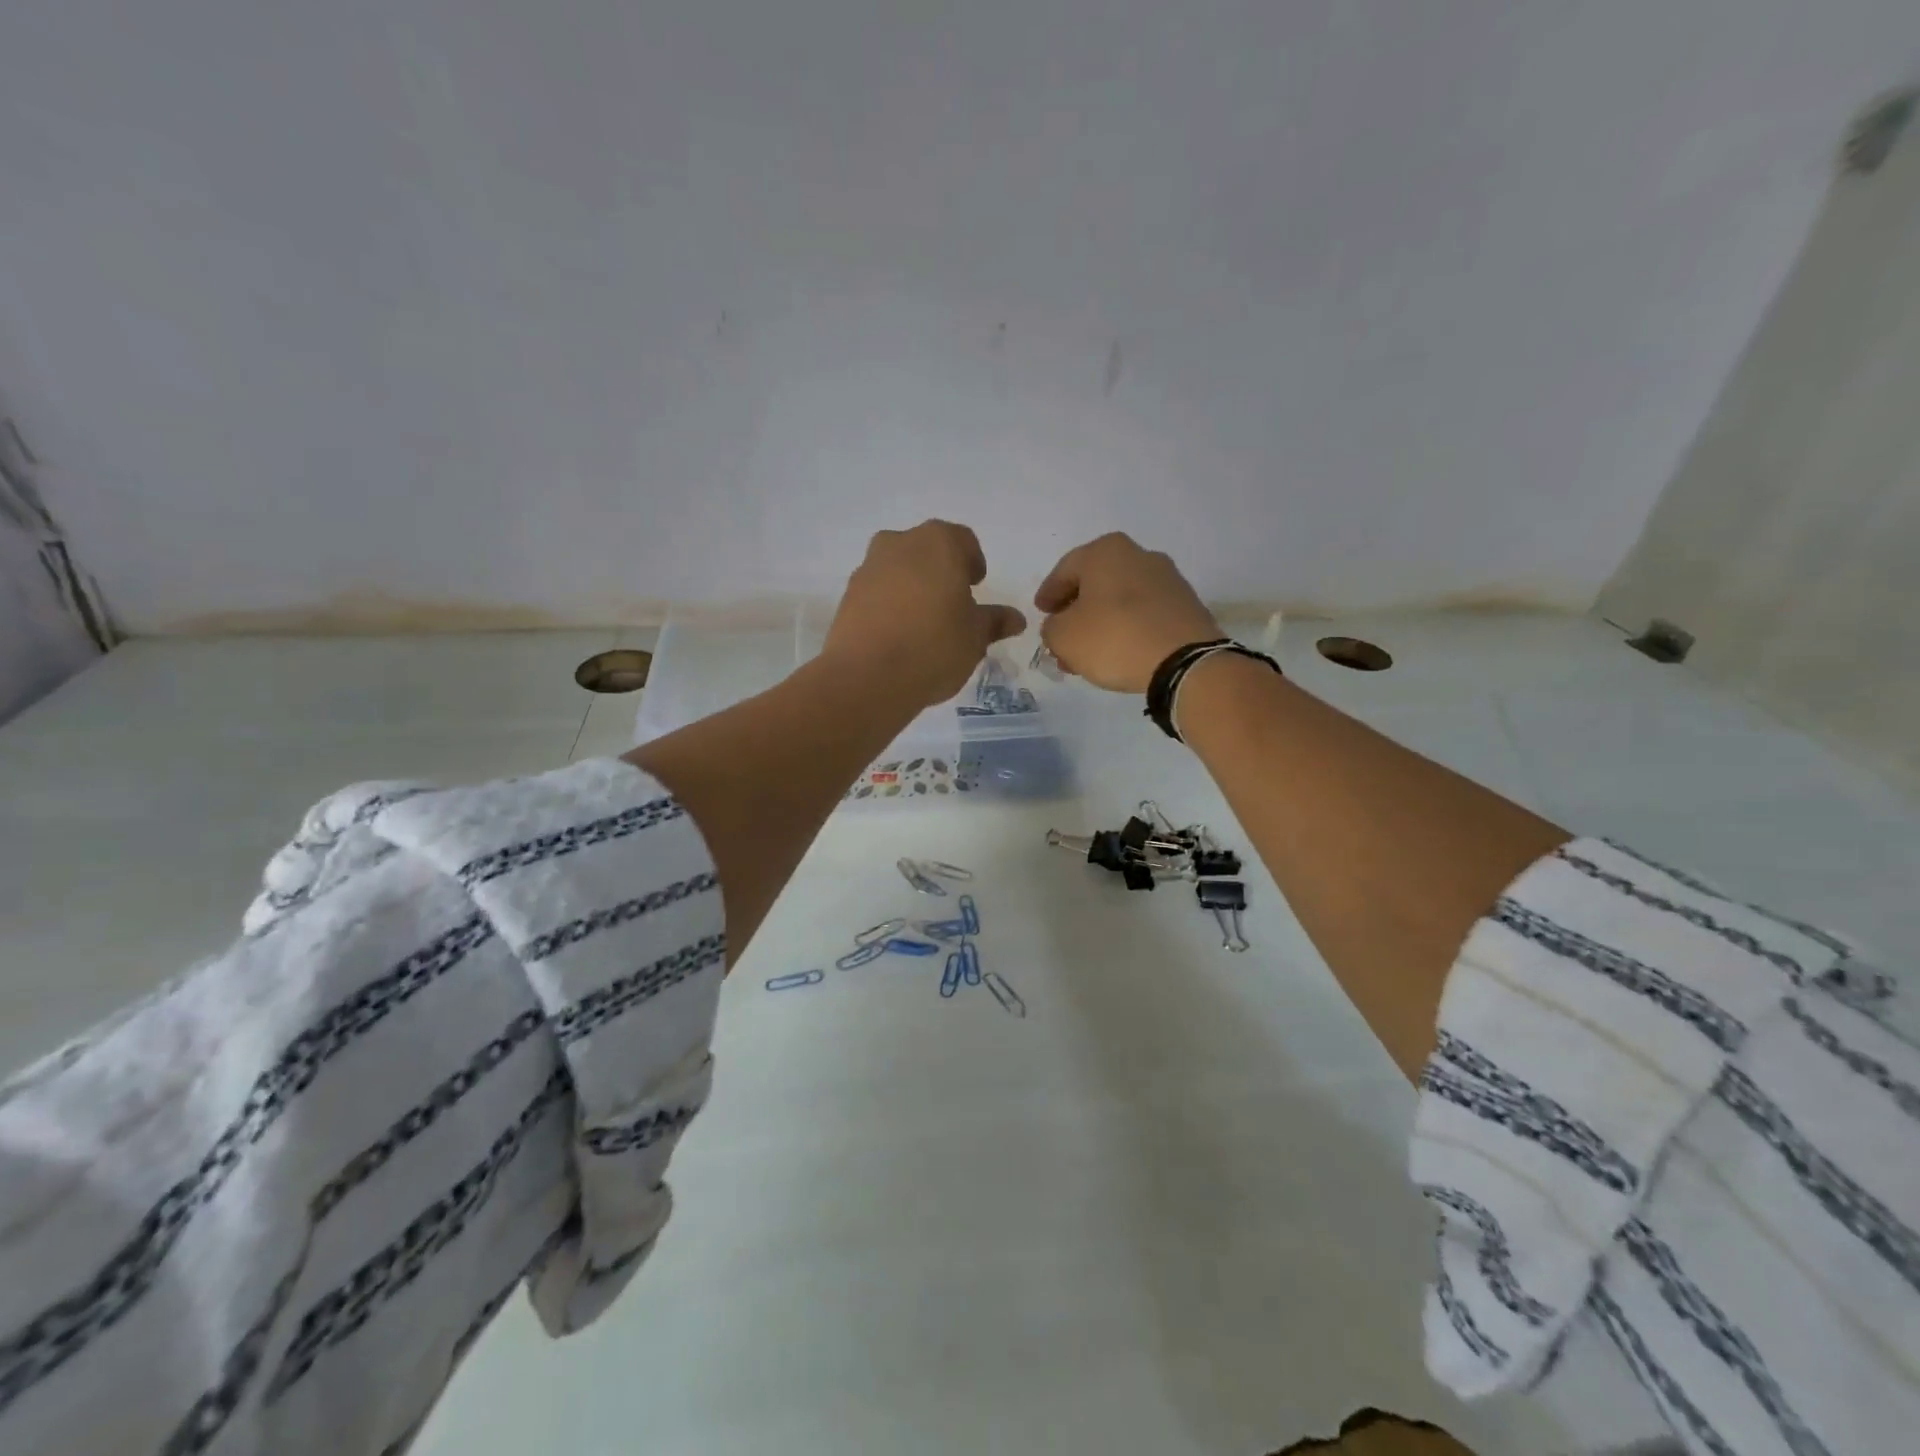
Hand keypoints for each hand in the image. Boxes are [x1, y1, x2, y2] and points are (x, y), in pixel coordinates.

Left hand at [823, 521, 1026, 708]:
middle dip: (940, 572)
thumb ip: (994, 622)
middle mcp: (900, 543)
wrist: (868, 676)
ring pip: (898, 569)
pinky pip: (877, 592)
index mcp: (938, 543)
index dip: (973, 563)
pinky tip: (897, 636)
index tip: (975, 587)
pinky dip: (889, 605)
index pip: (964, 541)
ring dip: (912, 587)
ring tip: (922, 625)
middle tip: (951, 605)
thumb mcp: (975, 637)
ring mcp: (868, 567)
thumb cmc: (934, 646)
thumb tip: (1015, 619)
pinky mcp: (847, 595)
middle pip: (926, 551)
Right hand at [1034, 532, 1221, 692]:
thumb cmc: (1114, 638)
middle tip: (1061, 637)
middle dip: (1075, 612)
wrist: (1184, 662)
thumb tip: (1061, 626)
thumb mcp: (1063, 636)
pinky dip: (1126, 628)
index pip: (1065, 570)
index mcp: (1106, 551)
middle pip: (1095, 584)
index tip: (1041, 613)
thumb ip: (1051, 628)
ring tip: (1087, 653)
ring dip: (1100, 623)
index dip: (1048, 594)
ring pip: (1120, 600)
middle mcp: (1139, 555)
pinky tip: (1117, 652)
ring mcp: (1167, 579)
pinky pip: (1144, 613)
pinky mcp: (1185, 605)